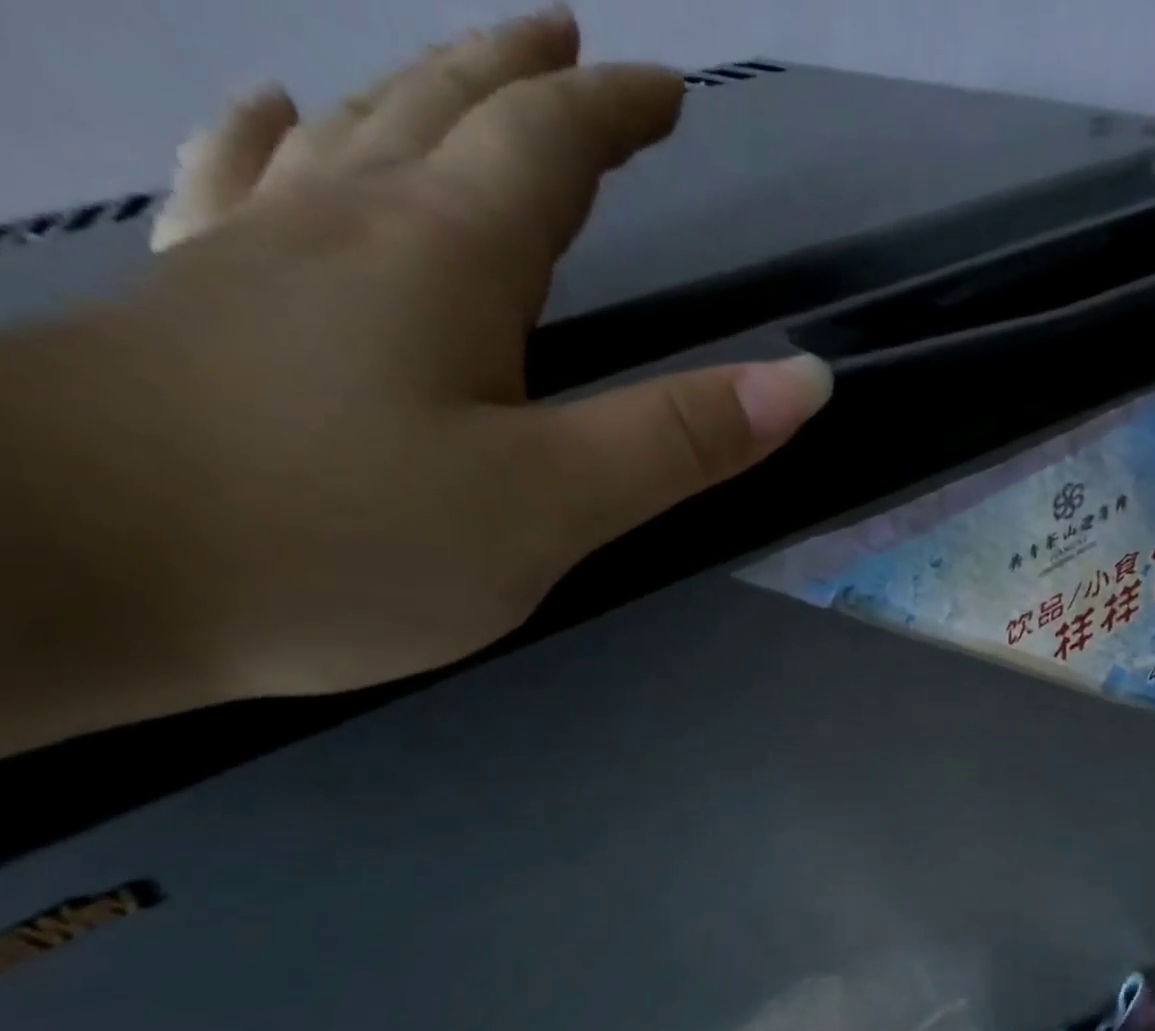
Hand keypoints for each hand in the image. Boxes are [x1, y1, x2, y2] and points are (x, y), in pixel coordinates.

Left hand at [20, 8, 829, 713]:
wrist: (57, 578)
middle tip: (567, 42)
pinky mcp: (193, 321)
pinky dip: (269, 147)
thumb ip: (679, 440)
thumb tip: (805, 380)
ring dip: (412, 94)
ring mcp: (253, 267)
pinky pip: (240, 196)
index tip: (666, 87)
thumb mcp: (552, 502)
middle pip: (442, 115)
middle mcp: (346, 230)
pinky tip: (270, 124)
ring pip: (344, 142)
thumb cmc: (343, 539)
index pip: (548, 149)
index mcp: (445, 258)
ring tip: (450, 75)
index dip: (614, 112)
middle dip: (519, 77)